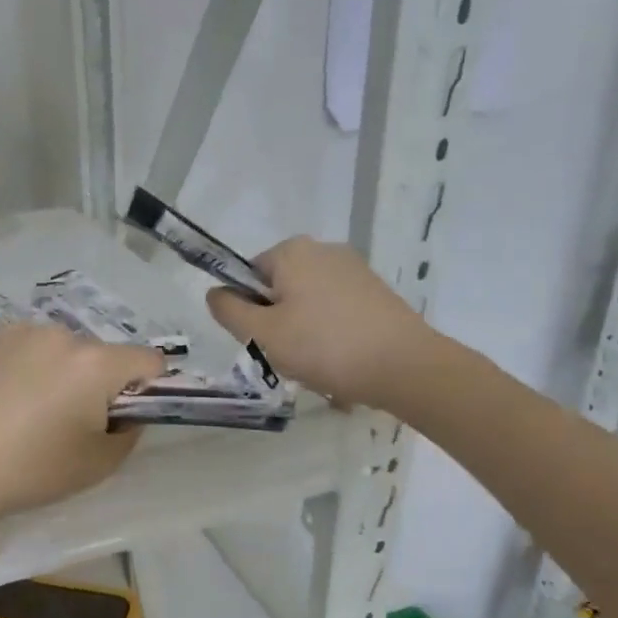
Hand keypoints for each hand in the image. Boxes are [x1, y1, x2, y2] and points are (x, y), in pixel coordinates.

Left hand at [0, 326, 164, 533]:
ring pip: (63, 352)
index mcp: (95, 363)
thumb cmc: (30, 471)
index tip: (125, 418)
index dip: (150, 389)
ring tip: (31, 416)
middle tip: (72, 425)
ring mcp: (19, 334)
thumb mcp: (97, 465)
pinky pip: (27, 352)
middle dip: (100, 384)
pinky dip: (28, 372)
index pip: (150, 361)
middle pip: (102, 355)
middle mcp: (61, 335)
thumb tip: (125, 414)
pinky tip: (2, 407)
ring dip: (63, 375)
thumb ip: (129, 433)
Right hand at [206, 237, 425, 408]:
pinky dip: (332, 337)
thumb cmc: (324, 346)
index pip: (249, 275)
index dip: (249, 311)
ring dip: (306, 336)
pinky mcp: (376, 293)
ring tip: (319, 367)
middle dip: (279, 325)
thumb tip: (214, 293)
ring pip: (309, 306)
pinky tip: (342, 364)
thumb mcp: (264, 334)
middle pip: (280, 290)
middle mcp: (325, 250)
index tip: (264, 340)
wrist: (403, 366)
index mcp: (293, 251)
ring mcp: (355, 270)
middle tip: (290, 358)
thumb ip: (230, 311)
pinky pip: (337, 314)